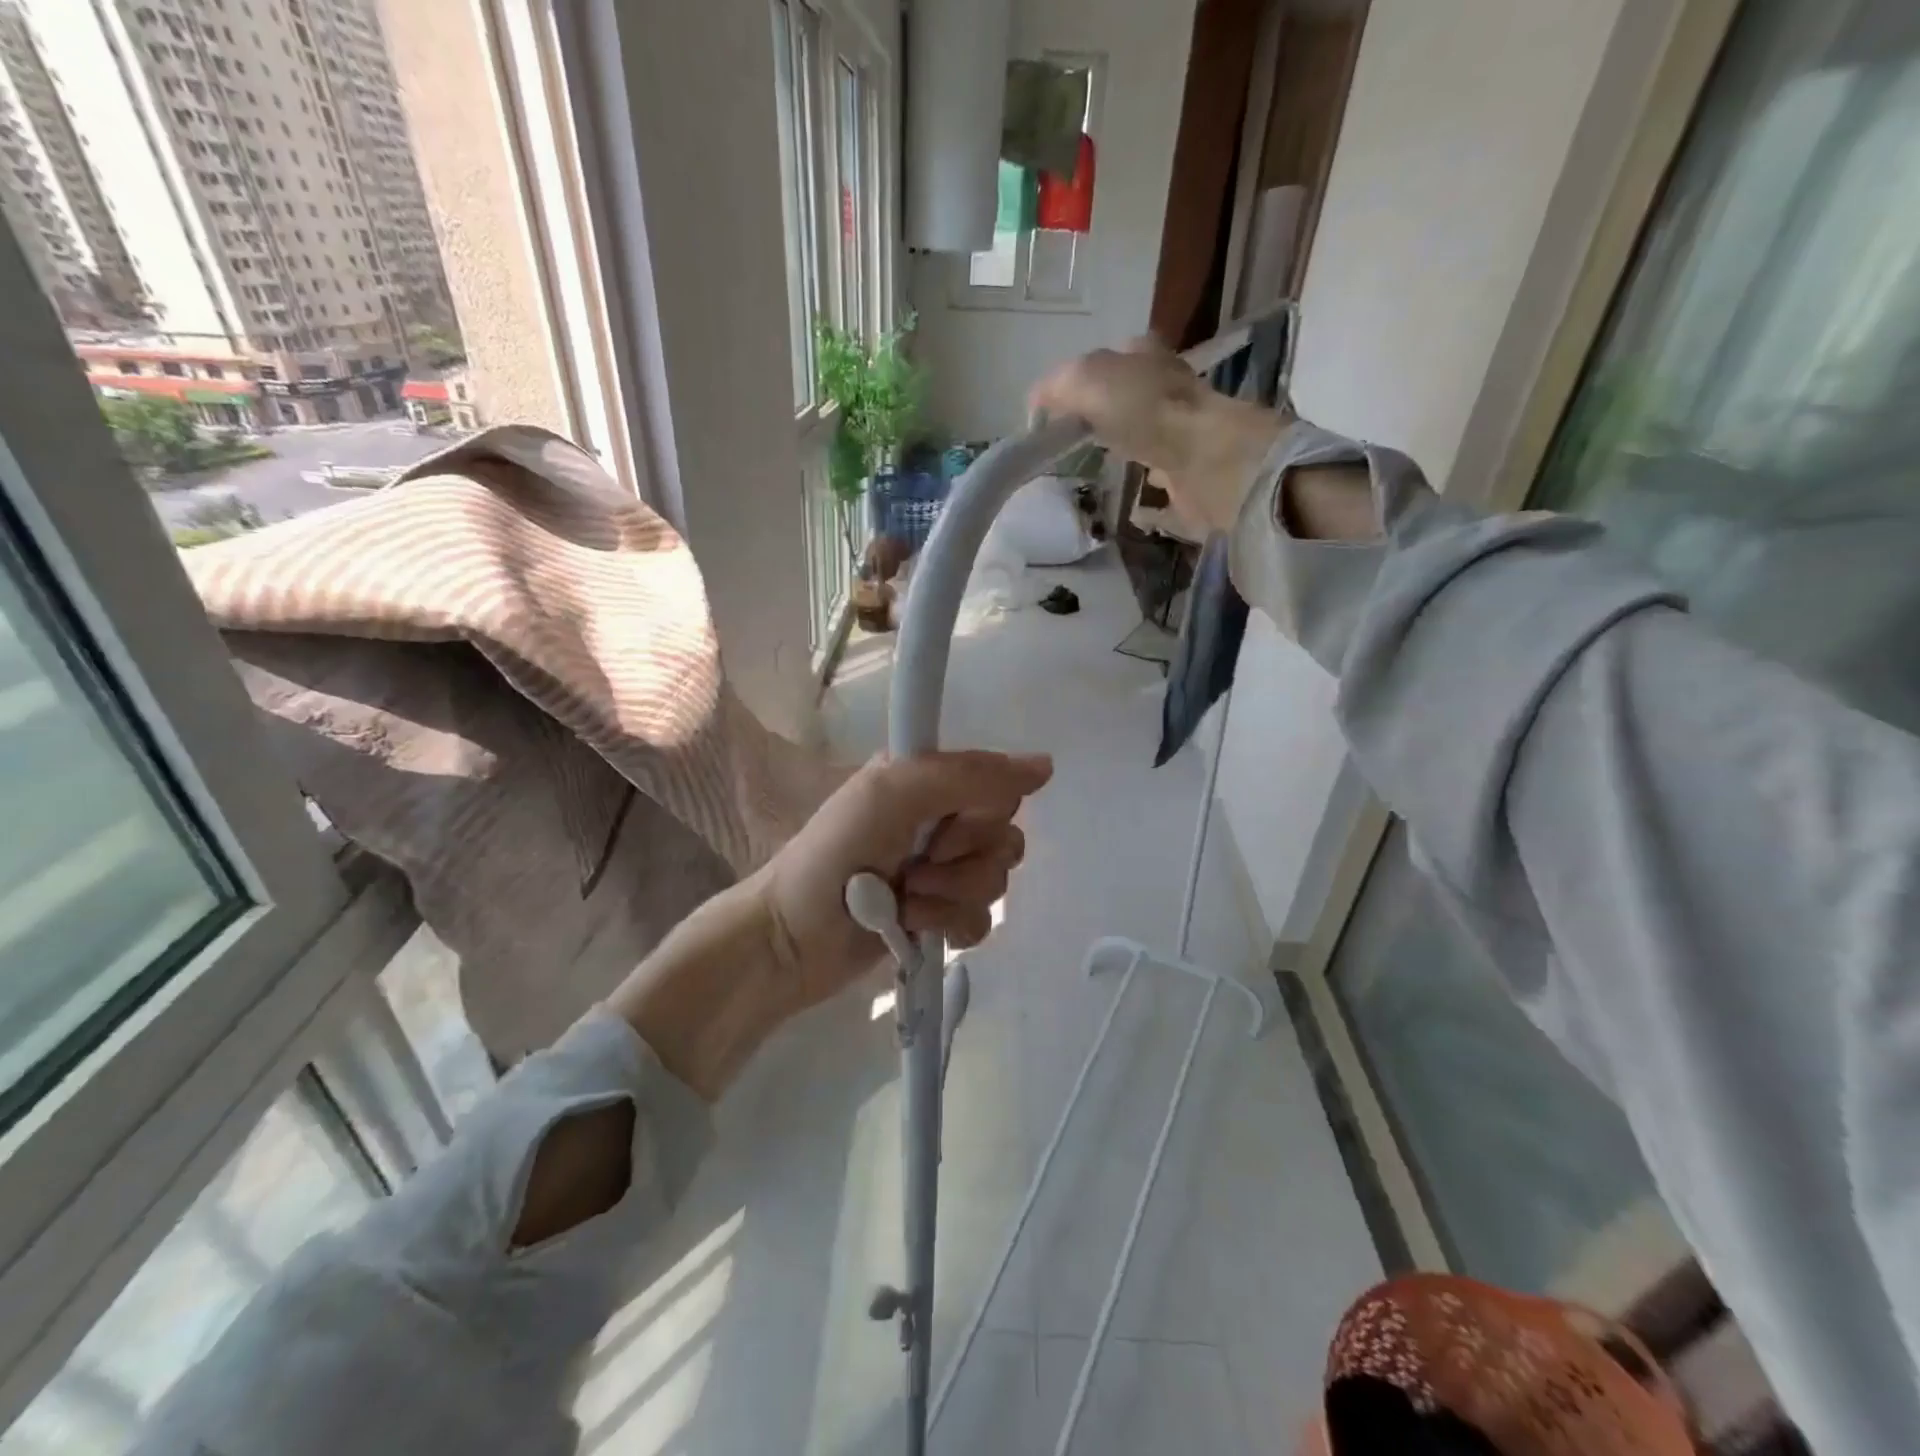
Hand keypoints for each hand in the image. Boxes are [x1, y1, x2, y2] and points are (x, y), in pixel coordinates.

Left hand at [605, 750, 1051, 1101]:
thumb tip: (1045, 766)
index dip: (980, 814)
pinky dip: (950, 926)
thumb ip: (967, 775)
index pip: (999, 789)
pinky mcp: (939, 917)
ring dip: (950, 897)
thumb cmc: (833, 855)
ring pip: (996, 882)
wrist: (792, 937)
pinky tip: (915, 928)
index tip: (942, 826)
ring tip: (905, 901)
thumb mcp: (892, 794)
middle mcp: (941, 821)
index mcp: (931, 782)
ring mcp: (941, 872)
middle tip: (915, 867)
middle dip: (963, 862)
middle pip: (1004, 838)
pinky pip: (982, 922)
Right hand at [1029, 338, 1290, 534]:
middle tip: (1077, 442)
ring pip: (1147, 436)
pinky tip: (1133, 503)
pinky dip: (1149, 491)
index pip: (1111, 360)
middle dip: (1107, 416)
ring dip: (1128, 449)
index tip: (1061, 412)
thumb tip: (1036, 406)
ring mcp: (1184, 432)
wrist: (1203, 458)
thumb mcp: (1085, 379)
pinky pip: (1162, 480)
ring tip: (1098, 470)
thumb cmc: (1144, 409)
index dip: (1084, 381)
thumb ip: (1056, 387)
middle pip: (1130, 399)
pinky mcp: (1191, 474)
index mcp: (1146, 357)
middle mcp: (1168, 389)